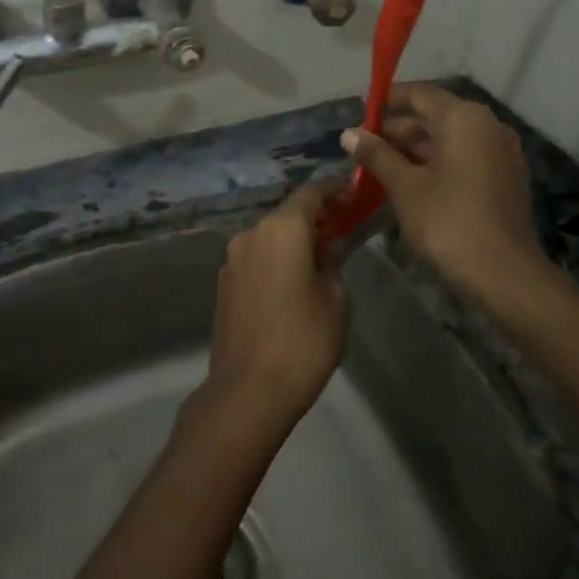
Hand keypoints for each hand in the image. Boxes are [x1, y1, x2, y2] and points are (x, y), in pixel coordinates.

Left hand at [203, 180, 348, 427]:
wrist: (249, 389)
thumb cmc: (304, 341)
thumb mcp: (335, 299)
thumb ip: (333, 262)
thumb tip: (327, 247)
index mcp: (281, 230)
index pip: (311, 193)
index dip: (334, 189)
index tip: (354, 192)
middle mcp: (251, 234)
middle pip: (287, 213)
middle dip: (315, 216)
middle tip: (343, 225)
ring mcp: (232, 259)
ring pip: (269, 236)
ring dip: (294, 239)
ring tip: (321, 255)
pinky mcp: (224, 283)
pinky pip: (256, 258)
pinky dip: (276, 258)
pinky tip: (293, 279)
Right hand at [342, 83, 564, 320]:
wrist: (502, 273)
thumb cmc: (448, 220)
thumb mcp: (404, 185)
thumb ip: (376, 154)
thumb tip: (348, 133)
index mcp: (465, 119)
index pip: (421, 94)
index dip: (389, 99)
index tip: (360, 108)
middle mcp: (487, 127)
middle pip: (436, 116)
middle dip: (398, 128)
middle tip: (363, 143)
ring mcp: (499, 154)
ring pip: (449, 139)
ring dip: (414, 148)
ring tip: (377, 163)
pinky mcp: (503, 179)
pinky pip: (463, 158)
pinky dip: (435, 162)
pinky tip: (407, 180)